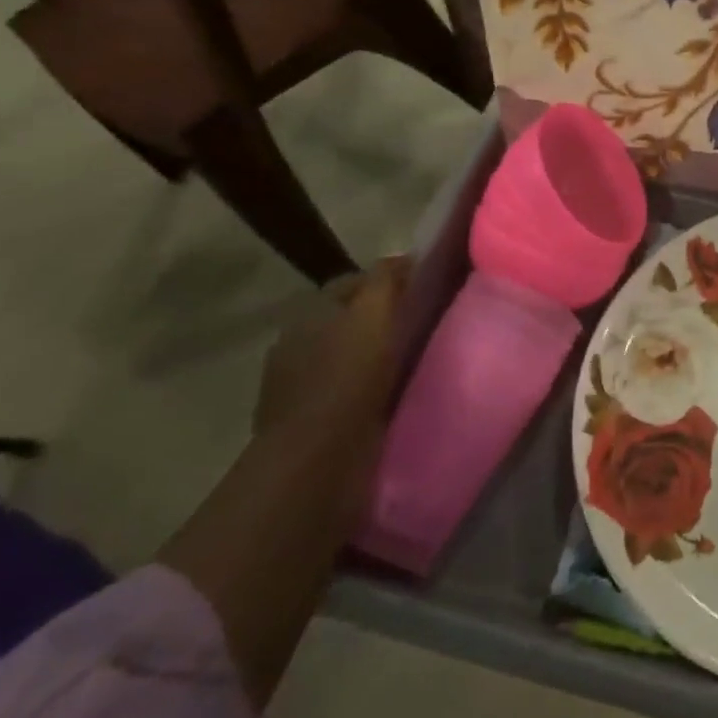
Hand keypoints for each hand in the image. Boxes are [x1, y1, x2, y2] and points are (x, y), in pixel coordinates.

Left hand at [253, 257, 411, 438]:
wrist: (316, 459)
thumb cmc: (346, 378)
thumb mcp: (373, 315)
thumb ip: (385, 281)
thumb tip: (402, 257)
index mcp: (307, 315)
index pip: (349, 284)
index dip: (384, 282)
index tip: (420, 290)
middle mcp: (296, 345)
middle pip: (347, 320)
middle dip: (378, 320)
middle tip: (422, 325)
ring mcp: (298, 387)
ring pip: (347, 358)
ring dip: (373, 358)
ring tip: (413, 362)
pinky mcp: (310, 423)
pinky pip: (347, 394)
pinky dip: (367, 391)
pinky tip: (393, 395)